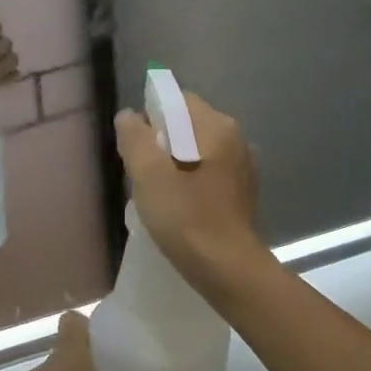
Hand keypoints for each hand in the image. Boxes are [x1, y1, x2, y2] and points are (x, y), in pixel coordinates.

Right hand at [113, 93, 262, 282]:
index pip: (178, 100)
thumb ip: (135, 139)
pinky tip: (177, 205)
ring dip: (174, 163)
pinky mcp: (241, 192)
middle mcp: (236, 139)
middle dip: (160, 142)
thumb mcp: (150, 176)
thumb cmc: (187, 218)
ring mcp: (242, 167)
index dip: (151, 116)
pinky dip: (189, 180)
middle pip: (188, 125)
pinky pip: (207, 172)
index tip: (135, 145)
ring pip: (197, 150)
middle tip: (140, 172)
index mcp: (217, 127)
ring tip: (155, 191)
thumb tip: (128, 116)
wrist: (228, 270)